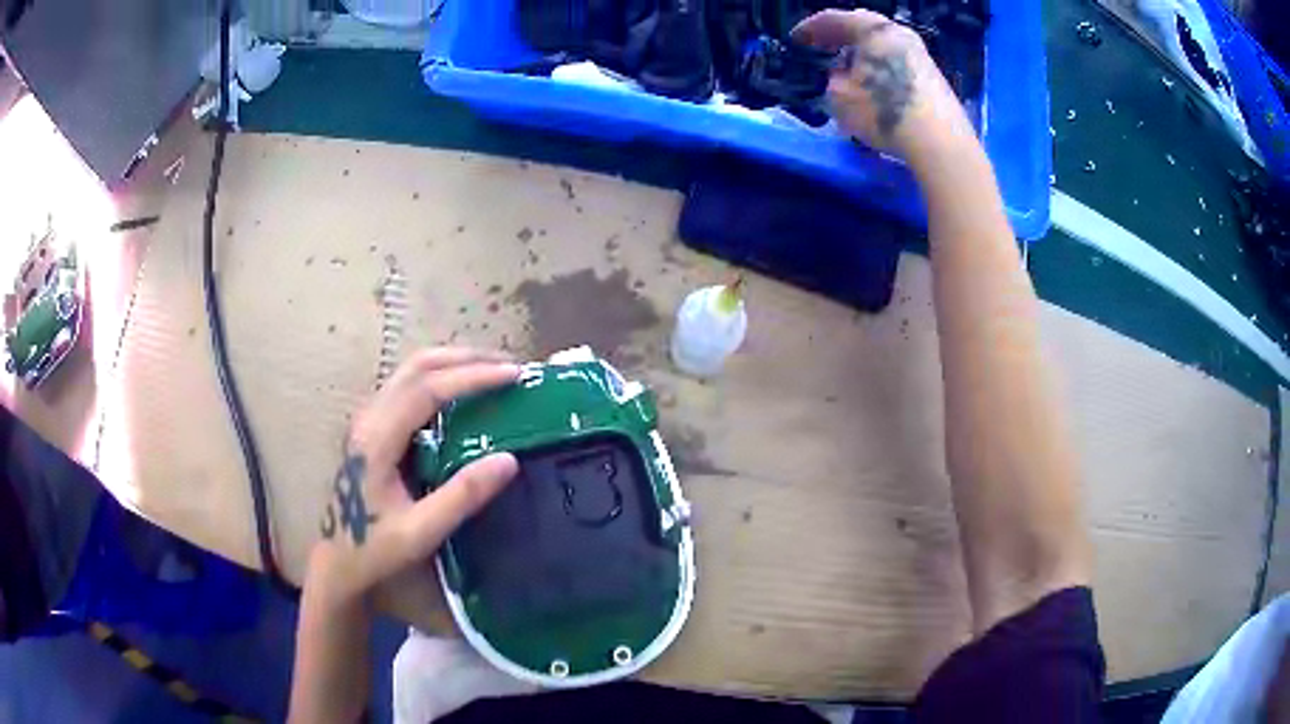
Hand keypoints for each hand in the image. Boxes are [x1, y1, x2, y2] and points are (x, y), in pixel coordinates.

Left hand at [307, 347, 522, 606]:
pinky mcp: (374, 426)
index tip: (514, 376)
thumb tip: (509, 460)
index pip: (428, 389)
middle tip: (510, 367)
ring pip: (412, 371)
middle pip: (418, 366)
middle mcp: (370, 417)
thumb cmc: (375, 549)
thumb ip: (462, 496)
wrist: (337, 561)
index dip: (472, 376)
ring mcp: (369, 419)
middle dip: (467, 358)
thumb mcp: (421, 532)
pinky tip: (464, 393)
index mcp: (377, 438)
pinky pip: (410, 386)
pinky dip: (443, 378)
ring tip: (494, 372)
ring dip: (454, 363)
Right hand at [792, 9, 971, 161]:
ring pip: (882, 44)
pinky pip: (896, 61)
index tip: (796, 39)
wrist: (940, 141)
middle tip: (821, 46)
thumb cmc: (884, 111)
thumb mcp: (839, 97)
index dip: (810, 27)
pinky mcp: (933, 76)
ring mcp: (920, 54)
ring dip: (862, 52)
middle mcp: (898, 33)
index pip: (834, 18)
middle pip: (863, 26)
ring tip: (846, 66)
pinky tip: (872, 81)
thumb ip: (834, 79)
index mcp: (873, 29)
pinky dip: (879, 65)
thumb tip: (842, 76)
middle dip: (840, 35)